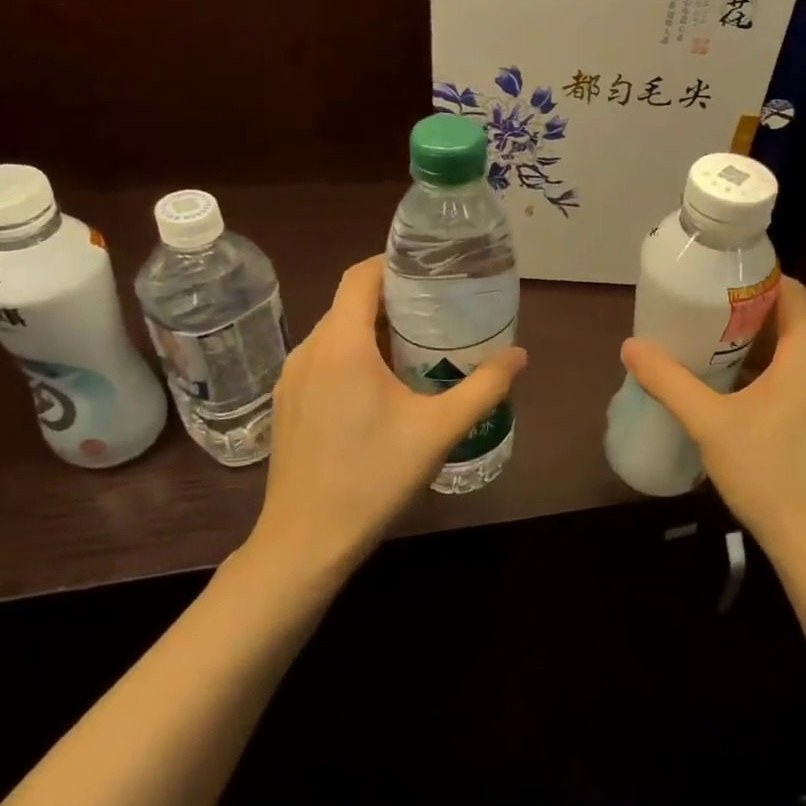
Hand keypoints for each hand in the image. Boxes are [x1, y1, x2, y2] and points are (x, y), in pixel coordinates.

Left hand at [243, 256, 526, 574]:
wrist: (305, 542)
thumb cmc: (373, 478)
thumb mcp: (439, 430)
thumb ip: (484, 388)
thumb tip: (519, 354)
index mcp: (340, 345)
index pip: (361, 277)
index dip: (392, 262)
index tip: (430, 267)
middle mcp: (308, 351)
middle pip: (349, 303)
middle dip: (393, 298)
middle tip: (439, 307)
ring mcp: (291, 379)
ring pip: (335, 333)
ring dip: (372, 329)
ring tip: (418, 343)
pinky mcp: (287, 404)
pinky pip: (323, 360)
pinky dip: (353, 355)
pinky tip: (384, 385)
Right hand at [619, 276, 805, 566]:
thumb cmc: (769, 473)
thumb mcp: (710, 424)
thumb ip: (669, 382)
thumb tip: (631, 346)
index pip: (790, 291)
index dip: (757, 278)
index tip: (718, 280)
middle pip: (792, 321)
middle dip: (748, 313)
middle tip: (703, 314)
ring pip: (796, 354)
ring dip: (759, 346)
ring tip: (714, 349)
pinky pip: (801, 380)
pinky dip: (771, 374)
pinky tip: (738, 395)